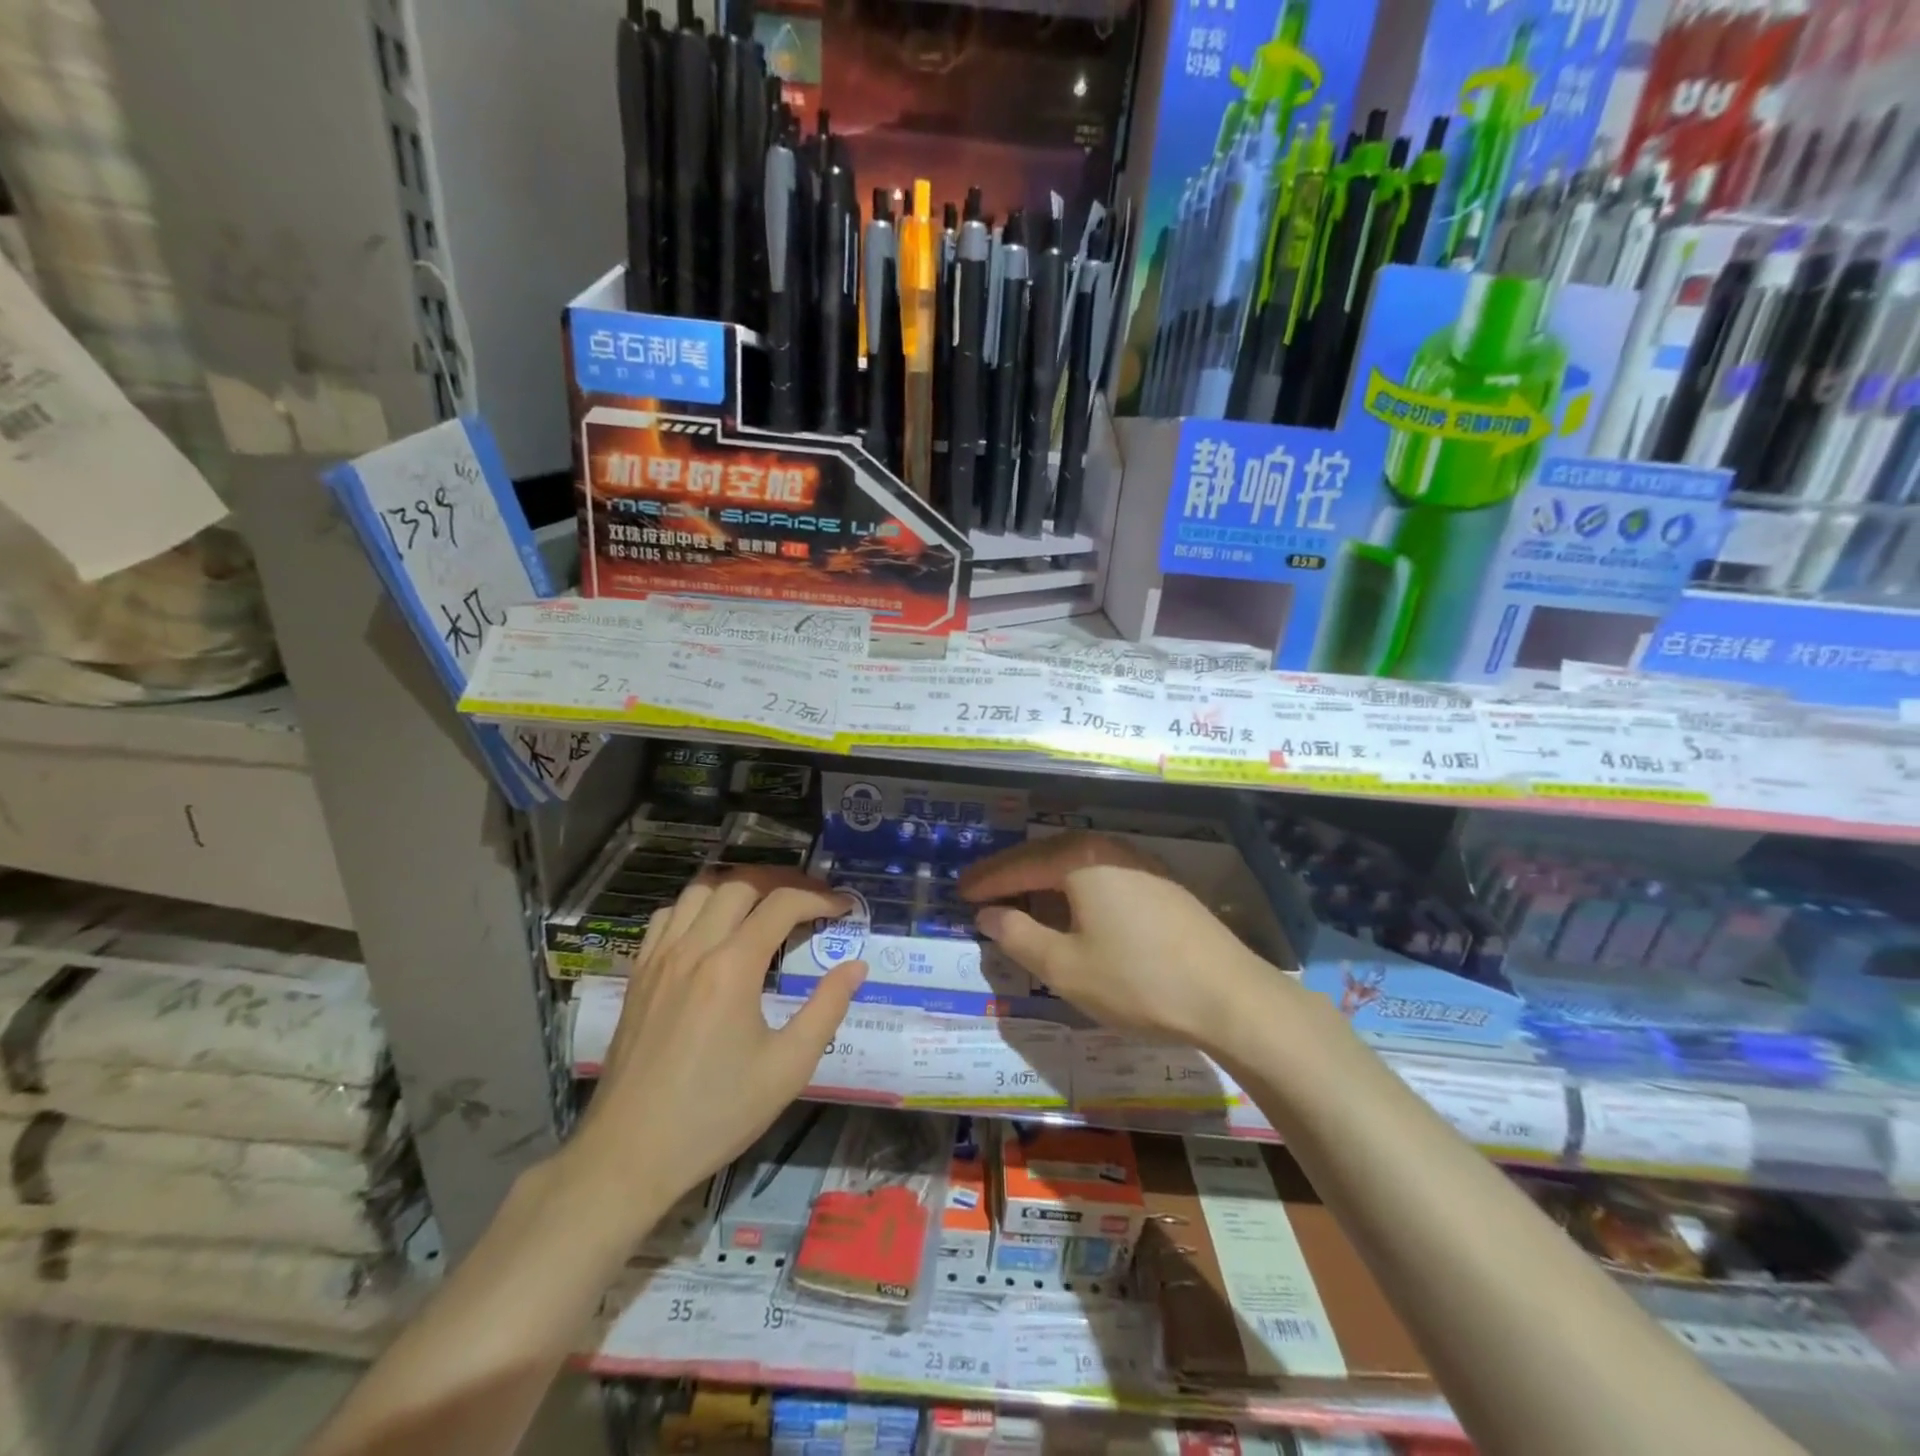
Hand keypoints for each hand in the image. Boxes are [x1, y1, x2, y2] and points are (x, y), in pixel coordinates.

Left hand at [561, 869, 865, 1229]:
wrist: (629, 1155)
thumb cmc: (716, 1114)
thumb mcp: (787, 1068)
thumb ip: (827, 1009)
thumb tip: (856, 967)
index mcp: (732, 967)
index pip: (782, 905)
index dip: (820, 898)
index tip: (845, 908)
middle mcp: (693, 948)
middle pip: (741, 884)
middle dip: (783, 883)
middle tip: (811, 902)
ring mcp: (659, 958)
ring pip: (700, 890)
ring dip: (739, 888)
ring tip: (765, 906)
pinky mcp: (638, 974)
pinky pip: (668, 916)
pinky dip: (697, 906)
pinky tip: (713, 930)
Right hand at [958, 831, 1284, 1050]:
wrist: (1229, 997)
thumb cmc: (1137, 980)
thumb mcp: (1064, 966)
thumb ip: (1018, 936)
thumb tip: (988, 914)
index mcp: (1081, 860)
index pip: (1020, 865)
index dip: (987, 880)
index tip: (959, 892)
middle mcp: (1109, 849)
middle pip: (1047, 855)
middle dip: (1012, 874)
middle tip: (981, 891)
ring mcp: (1140, 863)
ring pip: (1076, 864)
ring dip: (1043, 880)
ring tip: (1018, 899)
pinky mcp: (1161, 885)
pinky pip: (1101, 875)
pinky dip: (1073, 888)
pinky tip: (1070, 908)